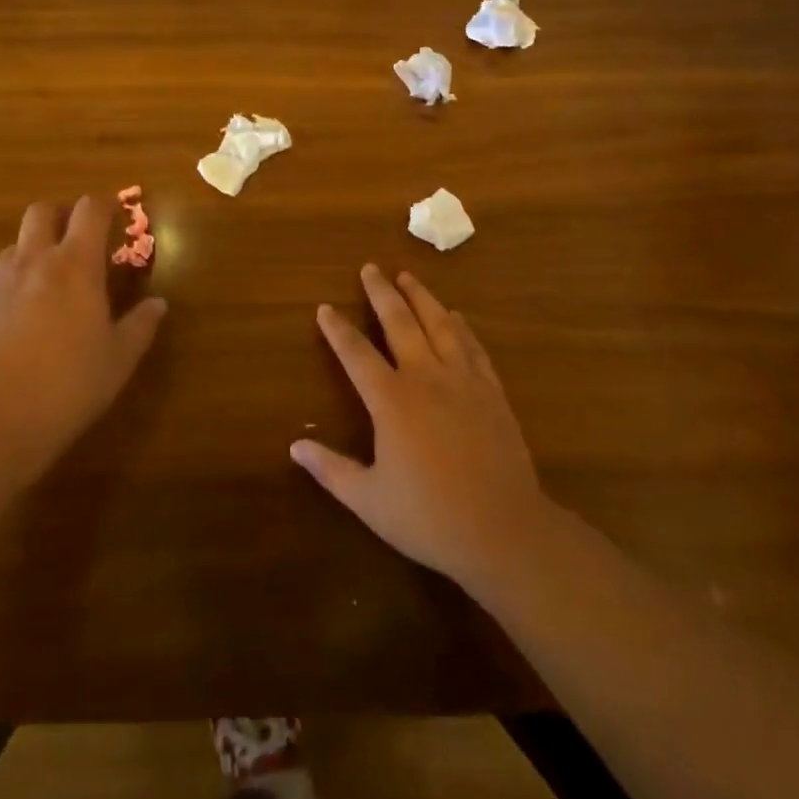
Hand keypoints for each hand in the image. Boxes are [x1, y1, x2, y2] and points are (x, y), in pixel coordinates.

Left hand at [0, 197, 166, 486]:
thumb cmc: (68, 385)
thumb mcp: (118, 359)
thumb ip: (140, 326)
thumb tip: (158, 304)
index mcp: (76, 266)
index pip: (89, 211)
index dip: (103, 205)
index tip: (114, 213)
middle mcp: (34, 262)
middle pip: (42, 211)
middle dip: (60, 215)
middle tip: (77, 238)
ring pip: (15, 244)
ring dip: (34, 249)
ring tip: (49, 280)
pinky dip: (14, 284)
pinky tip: (22, 319)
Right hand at [291, 265, 555, 592]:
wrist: (503, 530)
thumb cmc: (429, 517)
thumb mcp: (369, 499)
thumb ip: (331, 469)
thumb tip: (295, 445)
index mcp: (391, 400)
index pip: (356, 353)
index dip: (338, 329)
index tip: (325, 308)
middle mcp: (425, 377)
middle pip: (399, 322)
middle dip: (381, 293)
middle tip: (370, 268)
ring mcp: (462, 380)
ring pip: (439, 324)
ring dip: (421, 297)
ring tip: (407, 276)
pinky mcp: (491, 391)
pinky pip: (473, 347)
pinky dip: (461, 326)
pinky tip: (456, 316)